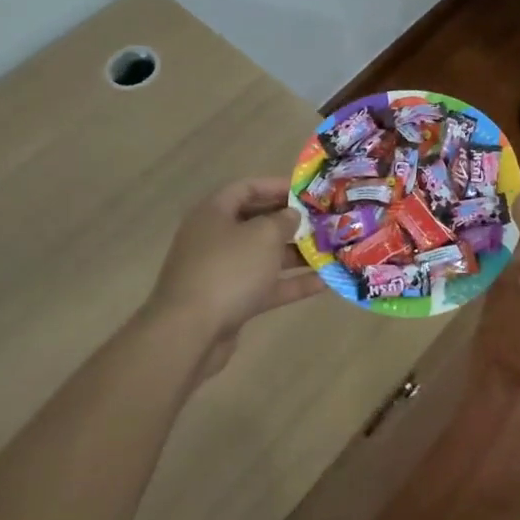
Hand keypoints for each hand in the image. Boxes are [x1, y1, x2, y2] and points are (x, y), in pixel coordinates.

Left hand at [145, 177, 319, 376]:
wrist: (189, 333)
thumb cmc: (228, 270)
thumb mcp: (262, 236)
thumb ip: (282, 220)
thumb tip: (291, 215)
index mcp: (214, 212)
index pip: (247, 188)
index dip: (277, 186)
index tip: (308, 191)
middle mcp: (215, 238)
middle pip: (257, 222)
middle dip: (291, 222)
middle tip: (323, 220)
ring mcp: (221, 271)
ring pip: (263, 256)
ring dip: (295, 253)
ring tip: (330, 250)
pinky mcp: (230, 302)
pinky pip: (264, 286)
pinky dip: (290, 283)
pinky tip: (324, 282)